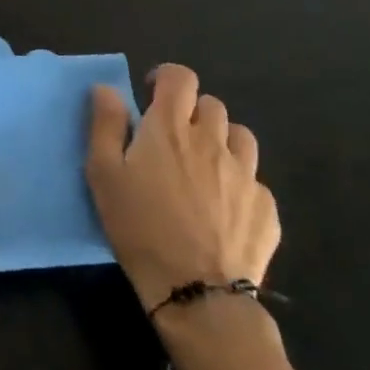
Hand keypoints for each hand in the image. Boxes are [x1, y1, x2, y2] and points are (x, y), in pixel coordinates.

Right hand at [85, 65, 280, 314]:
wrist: (197, 292)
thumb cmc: (139, 226)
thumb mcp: (103, 174)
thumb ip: (105, 125)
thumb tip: (107, 89)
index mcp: (170, 127)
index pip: (181, 77)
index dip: (167, 78)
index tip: (152, 96)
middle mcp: (212, 140)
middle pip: (211, 105)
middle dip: (192, 112)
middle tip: (173, 139)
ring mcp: (245, 174)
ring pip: (240, 137)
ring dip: (221, 141)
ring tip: (204, 167)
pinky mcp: (266, 208)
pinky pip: (255, 180)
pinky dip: (238, 183)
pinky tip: (223, 209)